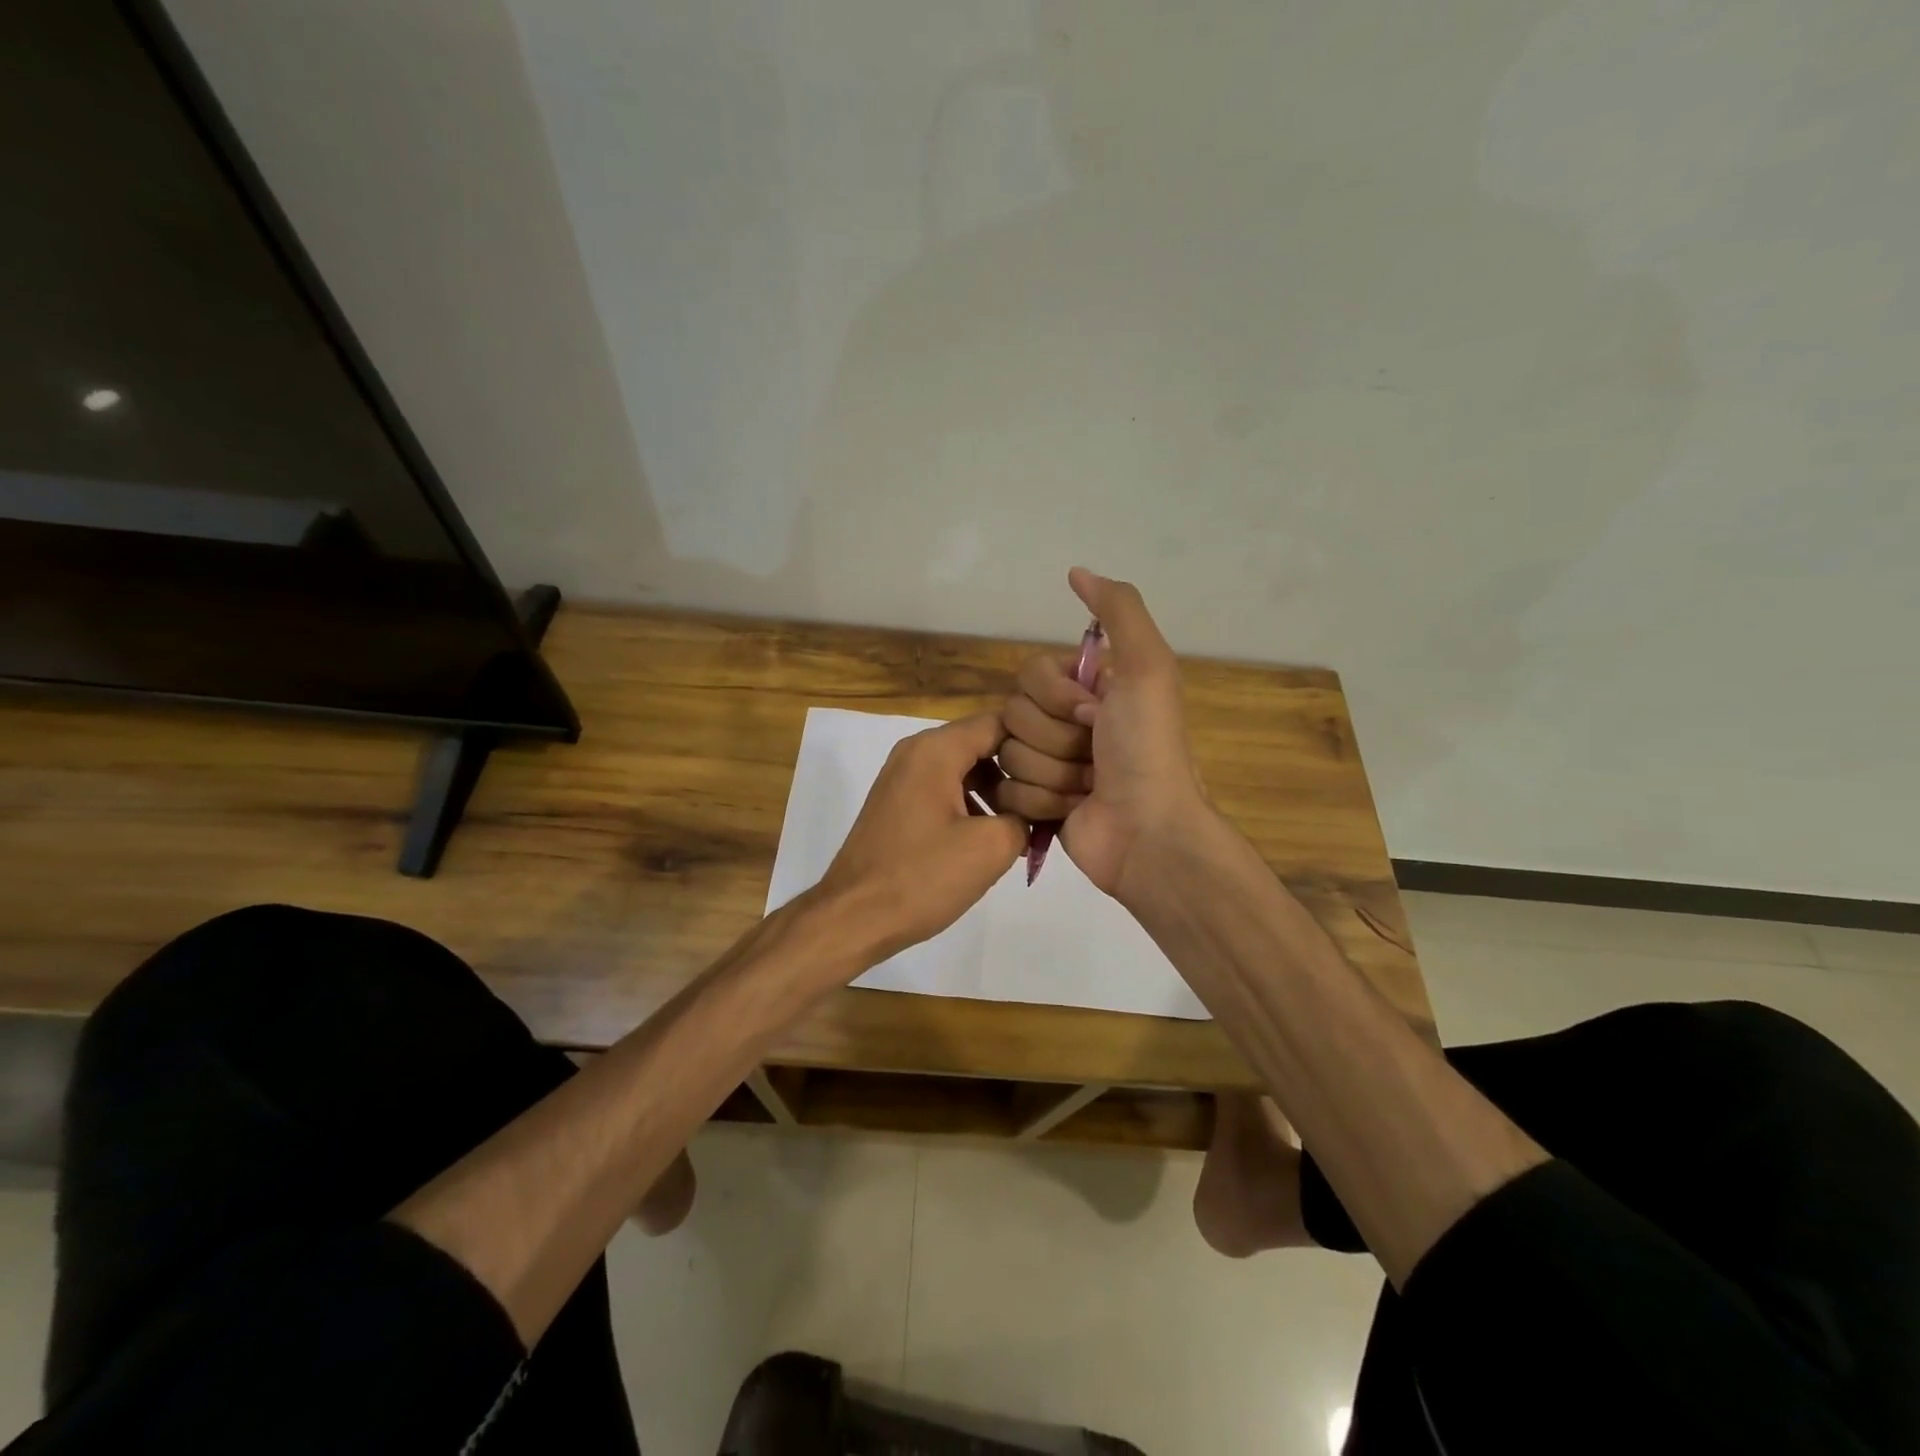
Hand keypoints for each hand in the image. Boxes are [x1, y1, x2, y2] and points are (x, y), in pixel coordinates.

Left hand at [816, 712, 1026, 963]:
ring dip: (996, 789)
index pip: (1000, 723)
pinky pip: (944, 788)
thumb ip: (1025, 816)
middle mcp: (915, 751)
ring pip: (963, 767)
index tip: (1065, 767)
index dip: (1037, 742)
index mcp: (936, 749)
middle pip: (981, 743)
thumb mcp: (991, 848)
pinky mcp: (896, 803)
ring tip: (1025, 821)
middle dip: (1018, 768)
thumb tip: (1034, 811)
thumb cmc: (922, 877)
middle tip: (1051, 797)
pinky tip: (990, 836)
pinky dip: (971, 803)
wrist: (854, 917)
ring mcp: (901, 777)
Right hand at [996, 568, 1209, 900]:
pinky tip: (1072, 810)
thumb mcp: (1147, 667)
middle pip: (1013, 715)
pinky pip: (1006, 790)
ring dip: (1053, 773)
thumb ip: (1118, 611)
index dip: (1056, 697)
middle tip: (1094, 754)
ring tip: (1088, 787)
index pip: (1028, 675)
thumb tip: (1076, 571)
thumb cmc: (1147, 748)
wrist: (1147, 832)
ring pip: (1008, 755)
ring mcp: (1048, 765)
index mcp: (1087, 690)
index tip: (1094, 714)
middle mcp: (1064, 723)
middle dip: (1056, 739)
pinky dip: (1041, 802)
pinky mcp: (1034, 804)